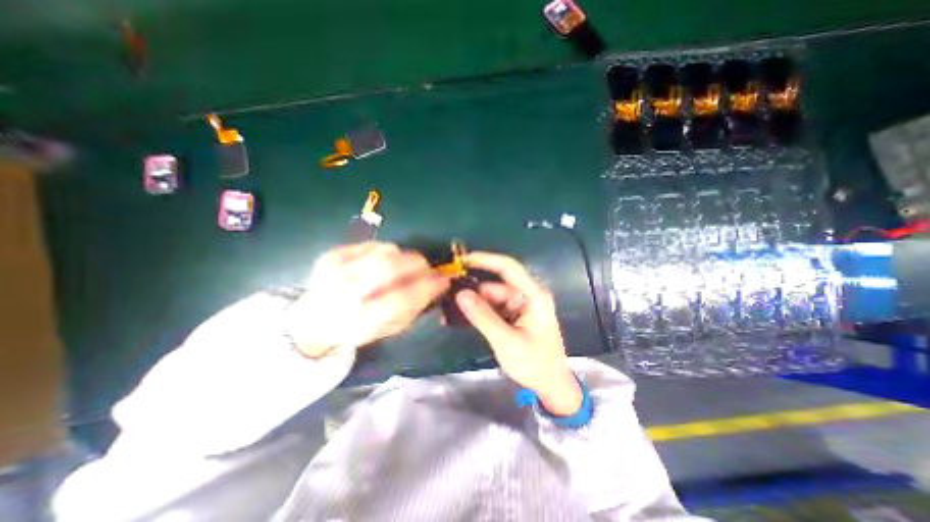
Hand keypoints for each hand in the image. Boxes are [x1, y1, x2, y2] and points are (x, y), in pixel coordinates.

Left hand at [288, 242, 453, 356]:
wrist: (313, 320)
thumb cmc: (358, 329)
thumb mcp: (388, 330)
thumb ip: (414, 308)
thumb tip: (438, 284)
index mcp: (360, 320)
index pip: (402, 299)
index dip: (428, 286)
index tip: (444, 280)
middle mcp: (345, 292)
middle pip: (392, 267)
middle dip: (419, 264)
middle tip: (428, 269)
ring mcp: (335, 269)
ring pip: (385, 251)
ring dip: (404, 257)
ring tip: (405, 268)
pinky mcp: (332, 254)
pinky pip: (373, 244)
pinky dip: (387, 252)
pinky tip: (383, 263)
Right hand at [454, 252, 579, 414]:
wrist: (551, 386)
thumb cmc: (534, 364)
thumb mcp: (506, 341)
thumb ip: (483, 317)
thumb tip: (460, 293)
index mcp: (533, 295)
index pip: (508, 268)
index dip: (486, 259)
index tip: (462, 259)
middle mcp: (527, 295)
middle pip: (495, 285)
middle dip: (472, 289)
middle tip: (446, 294)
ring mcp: (519, 305)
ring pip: (490, 297)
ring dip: (472, 302)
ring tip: (448, 309)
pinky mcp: (513, 315)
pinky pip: (492, 307)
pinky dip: (478, 312)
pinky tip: (460, 317)